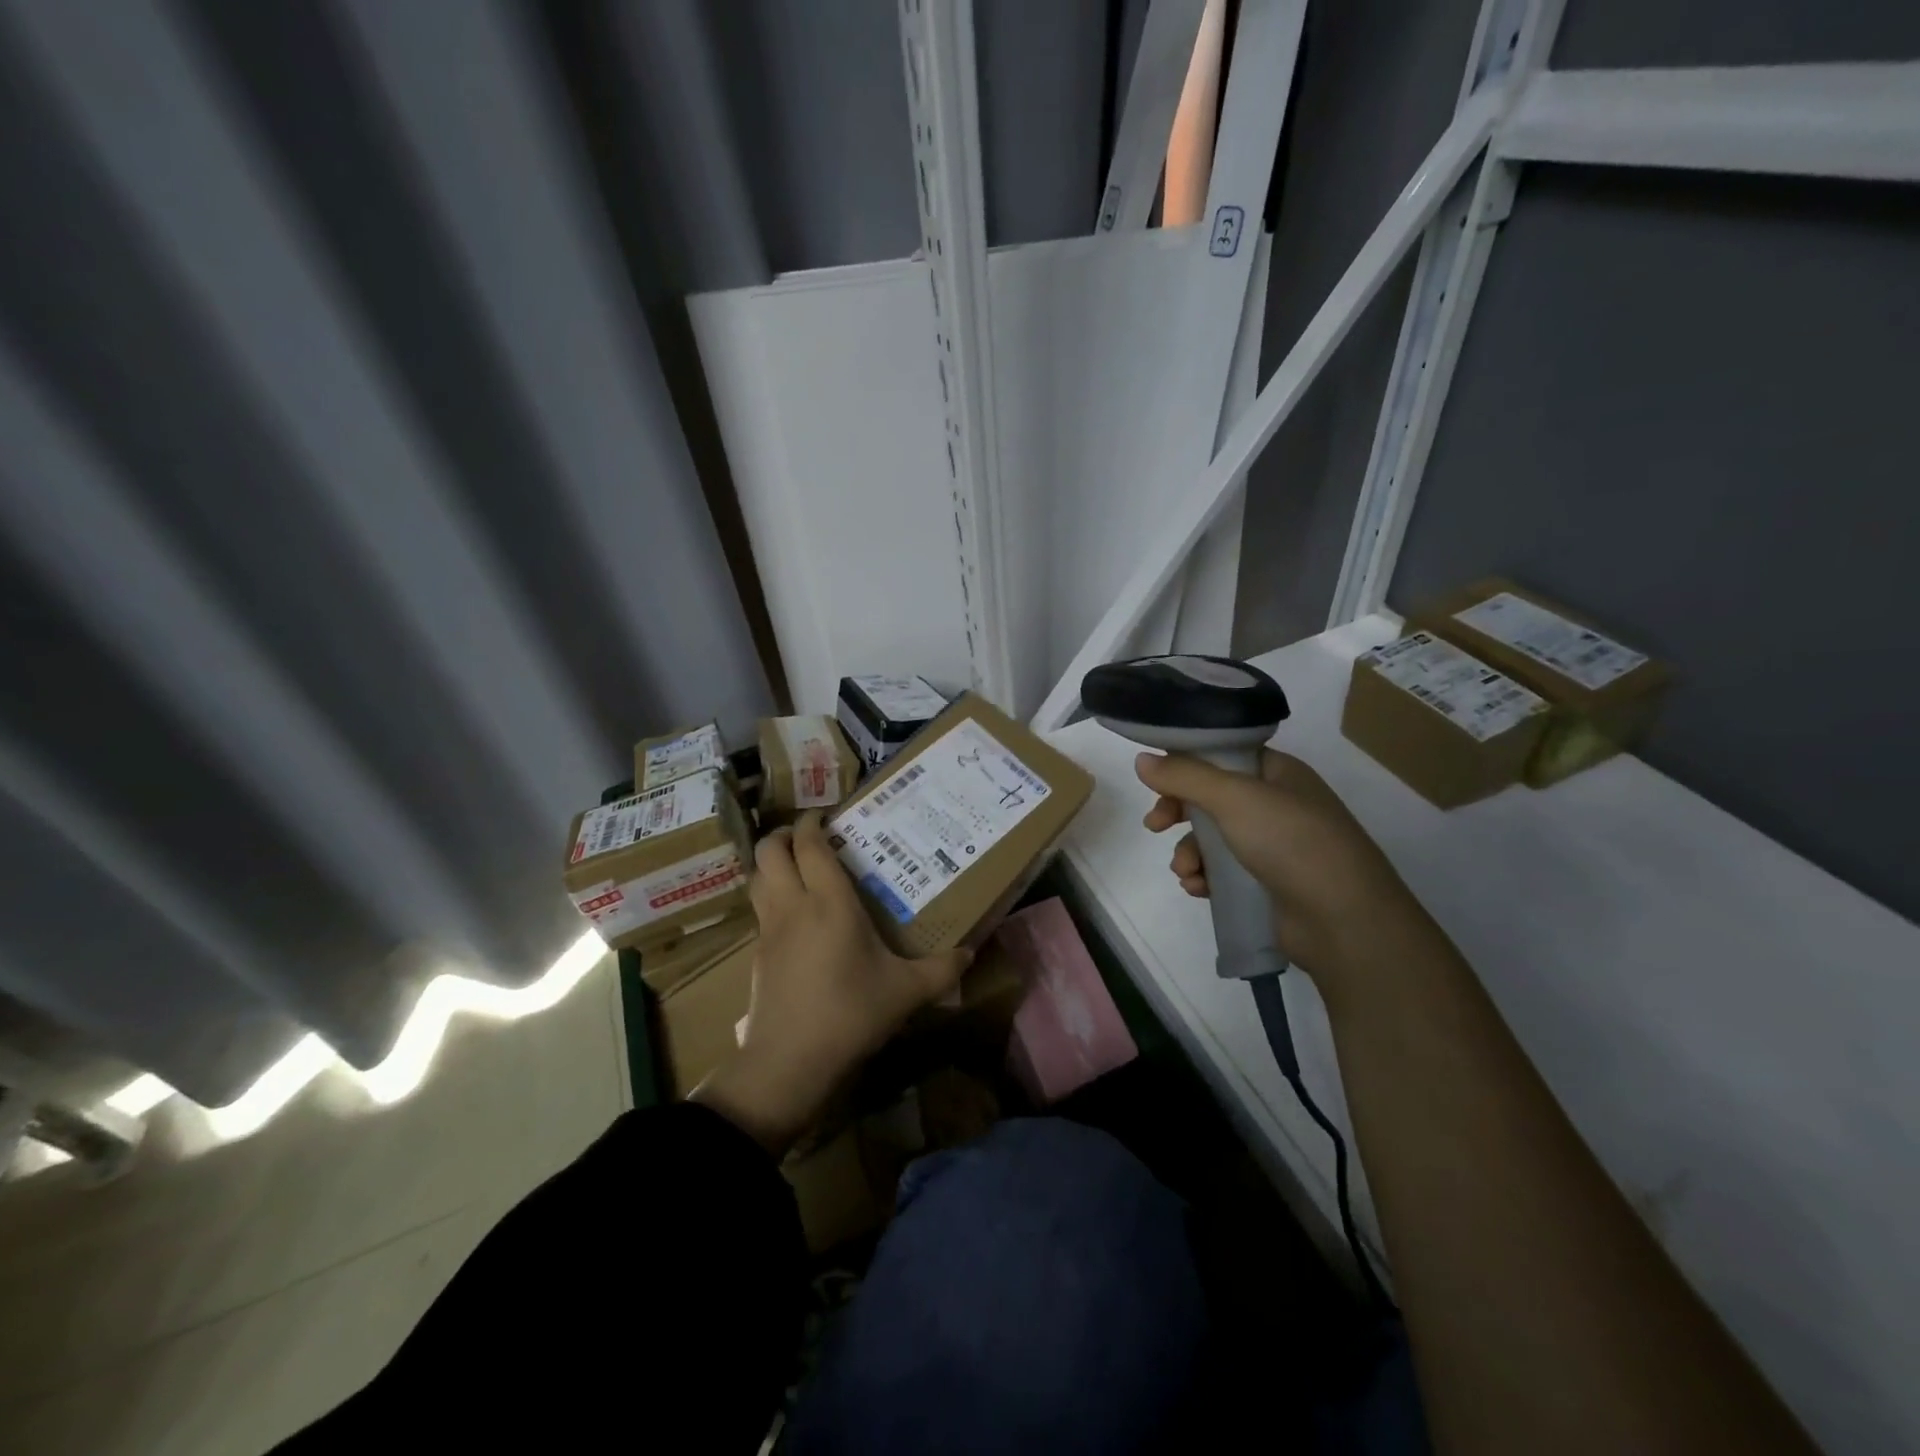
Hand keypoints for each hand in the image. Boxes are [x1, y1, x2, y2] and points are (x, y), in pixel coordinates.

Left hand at [693, 813, 969, 1154]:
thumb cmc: (850, 1013)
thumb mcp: (906, 992)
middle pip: (769, 852)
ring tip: (795, 869)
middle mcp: (793, 905)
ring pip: (757, 878)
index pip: (808, 845)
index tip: (824, 815)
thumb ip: (942, 970)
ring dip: (771, 864)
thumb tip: (971, 953)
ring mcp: (769, 931)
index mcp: (829, 902)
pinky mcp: (756, 956)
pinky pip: (759, 911)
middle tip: (807, 838)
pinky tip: (793, 919)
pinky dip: (769, 898)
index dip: (810, 823)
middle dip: (783, 836)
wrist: (788, 1062)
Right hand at [1135, 749, 1428, 996]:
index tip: (1155, 783)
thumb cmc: (1292, 843)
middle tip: (1156, 826)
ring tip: (1187, 872)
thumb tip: (1141, 760)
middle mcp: (1276, 804)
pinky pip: (1222, 871)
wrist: (1345, 921)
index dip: (1184, 766)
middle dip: (1179, 812)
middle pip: (1211, 798)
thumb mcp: (1234, 798)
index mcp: (1277, 773)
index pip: (1221, 756)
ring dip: (1190, 852)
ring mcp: (1273, 846)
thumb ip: (1184, 776)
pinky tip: (1199, 889)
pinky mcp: (1266, 883)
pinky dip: (1205, 877)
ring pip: (1212, 838)